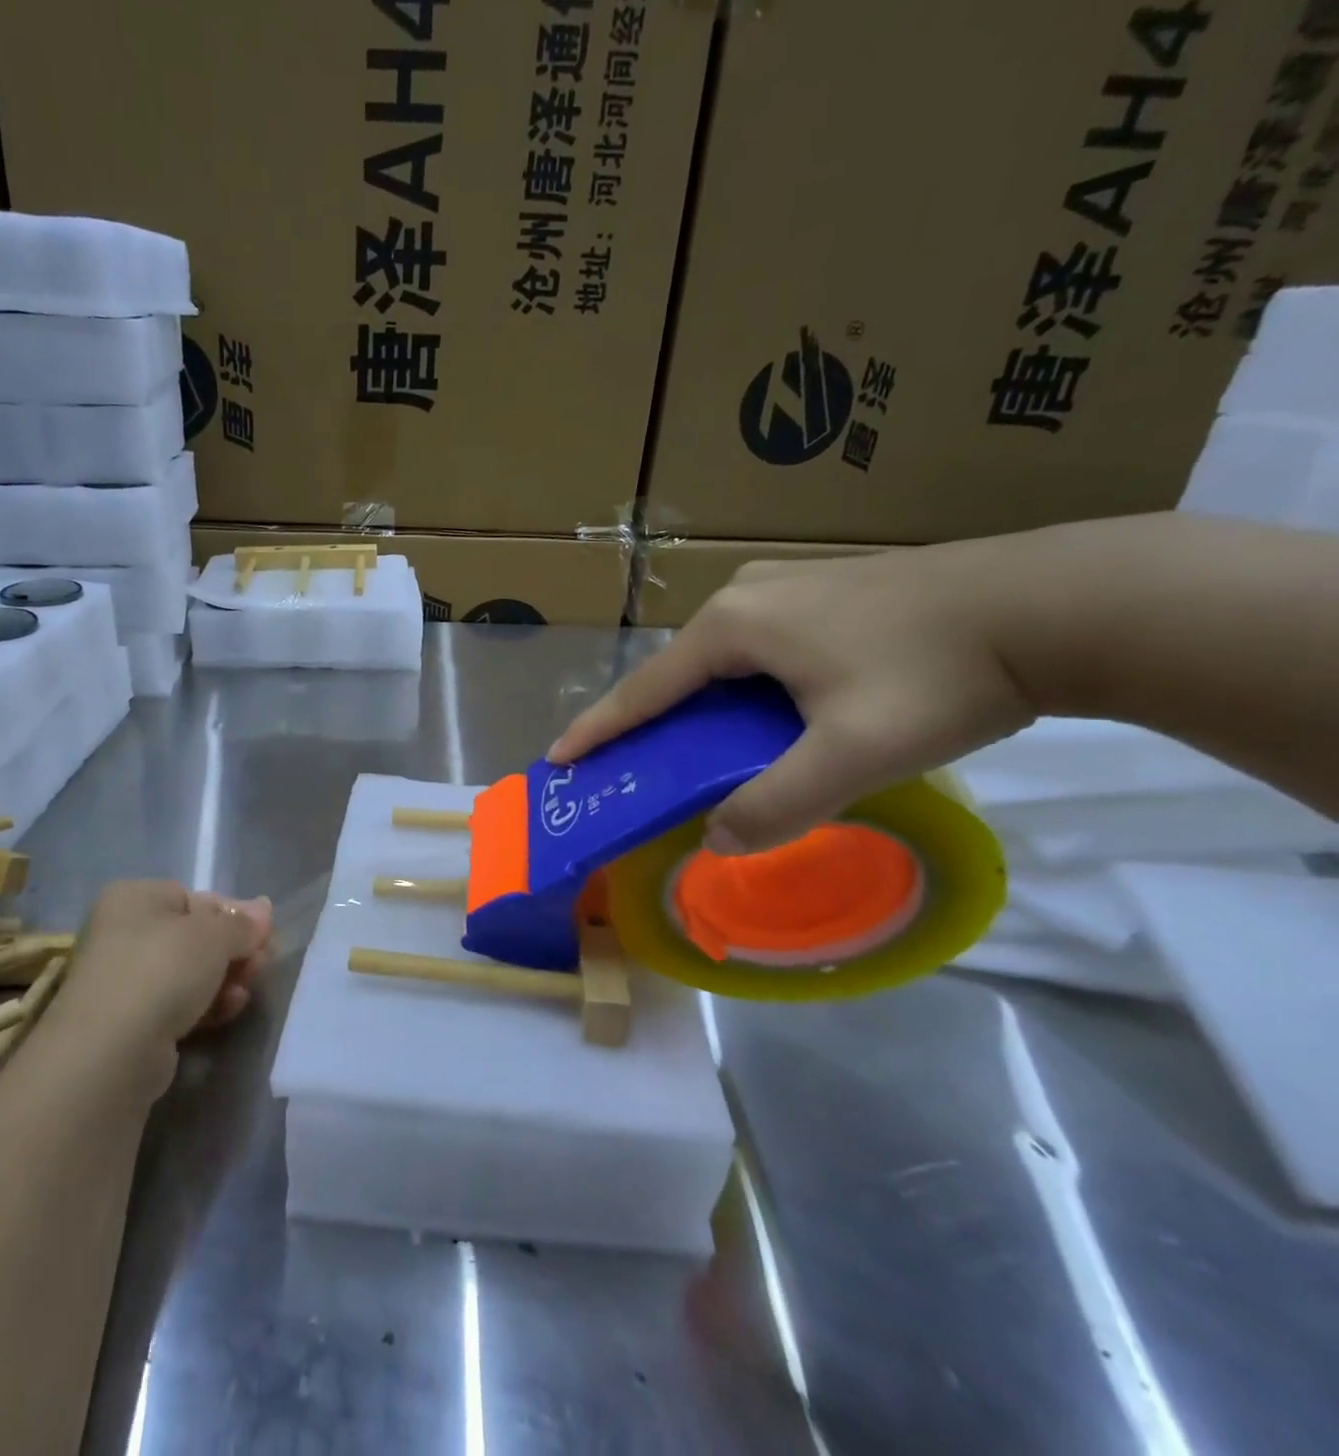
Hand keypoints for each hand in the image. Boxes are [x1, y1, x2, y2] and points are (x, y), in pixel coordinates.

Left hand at [49, 881, 273, 1070]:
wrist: (111, 1050)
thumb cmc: (162, 969)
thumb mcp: (214, 935)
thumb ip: (242, 923)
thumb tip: (264, 909)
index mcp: (135, 897)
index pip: (195, 898)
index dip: (233, 915)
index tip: (262, 935)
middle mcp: (122, 932)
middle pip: (193, 936)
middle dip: (232, 951)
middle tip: (261, 964)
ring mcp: (123, 979)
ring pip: (188, 973)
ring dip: (223, 979)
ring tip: (246, 991)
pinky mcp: (128, 1021)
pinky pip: (176, 1003)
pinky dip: (205, 1005)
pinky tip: (230, 1010)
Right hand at [548, 541, 1038, 852]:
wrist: (1060, 604)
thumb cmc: (942, 674)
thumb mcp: (854, 754)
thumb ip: (778, 804)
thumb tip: (716, 841)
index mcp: (733, 628)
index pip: (645, 689)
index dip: (599, 728)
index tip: (558, 757)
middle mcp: (746, 598)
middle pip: (680, 674)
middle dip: (654, 722)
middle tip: (640, 769)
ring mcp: (787, 586)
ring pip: (722, 661)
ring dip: (704, 708)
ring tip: (705, 751)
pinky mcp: (825, 591)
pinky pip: (758, 649)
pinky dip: (744, 691)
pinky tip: (769, 716)